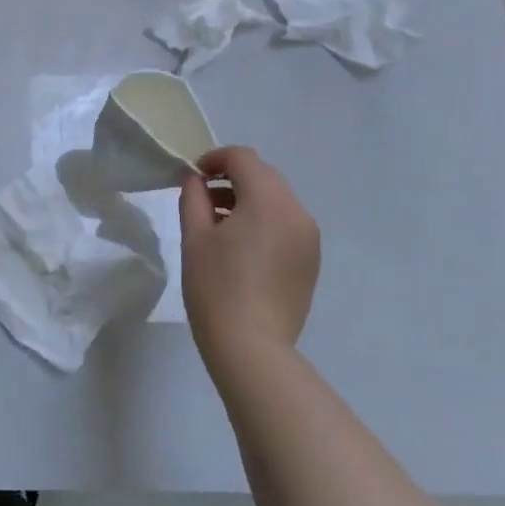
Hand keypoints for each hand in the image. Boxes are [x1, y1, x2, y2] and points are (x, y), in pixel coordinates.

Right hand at [178, 146, 320, 370]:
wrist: (252, 347)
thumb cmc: (216, 287)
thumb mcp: (194, 237)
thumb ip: (193, 197)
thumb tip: (194, 178)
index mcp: (268, 201)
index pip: (244, 158)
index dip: (215, 159)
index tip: (193, 177)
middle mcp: (297, 212)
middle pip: (264, 176)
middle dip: (233, 179)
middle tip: (202, 200)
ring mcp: (309, 238)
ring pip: (277, 200)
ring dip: (248, 200)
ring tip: (219, 226)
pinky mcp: (311, 260)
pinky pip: (286, 224)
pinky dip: (264, 221)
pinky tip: (241, 248)